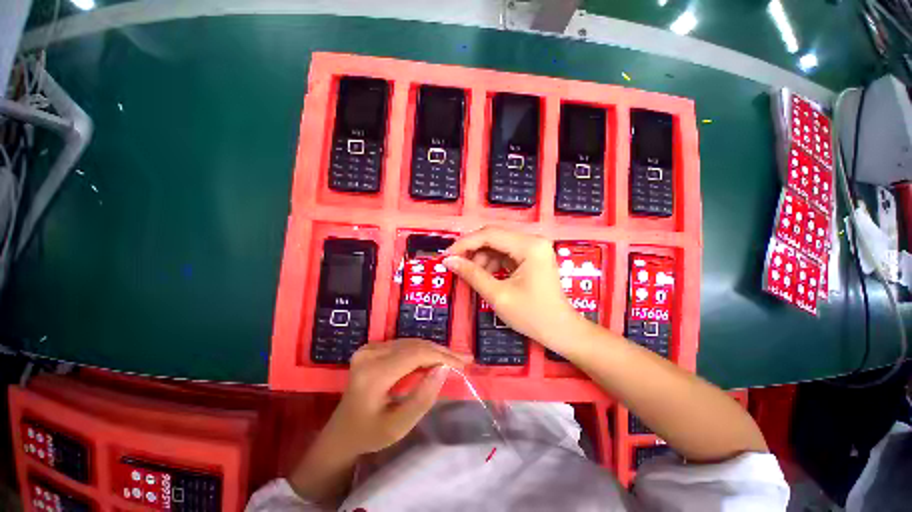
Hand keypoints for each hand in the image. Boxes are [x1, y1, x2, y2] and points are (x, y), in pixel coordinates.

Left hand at [322, 339, 468, 456]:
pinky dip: (422, 351)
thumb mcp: (399, 426)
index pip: (415, 355)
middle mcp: (370, 354)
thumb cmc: (370, 434)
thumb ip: (423, 397)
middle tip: (464, 358)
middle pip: (414, 346)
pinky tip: (435, 357)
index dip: (441, 356)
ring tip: (454, 358)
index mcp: (373, 374)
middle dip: (441, 352)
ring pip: (411, 343)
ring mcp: (369, 348)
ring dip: (434, 350)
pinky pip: (404, 345)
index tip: (463, 363)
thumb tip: (444, 368)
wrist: (342, 431)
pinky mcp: (372, 347)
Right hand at [443, 226, 581, 346]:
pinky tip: (484, 275)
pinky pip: (505, 253)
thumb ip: (472, 275)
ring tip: (471, 275)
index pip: (489, 234)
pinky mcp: (531, 256)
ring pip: (497, 244)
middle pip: (493, 236)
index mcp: (529, 245)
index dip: (464, 244)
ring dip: (481, 258)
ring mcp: (533, 247)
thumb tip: (449, 261)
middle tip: (455, 264)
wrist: (561, 331)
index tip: (446, 256)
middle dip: (472, 250)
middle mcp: (533, 240)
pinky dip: (491, 263)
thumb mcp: (498, 295)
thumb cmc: (532, 315)